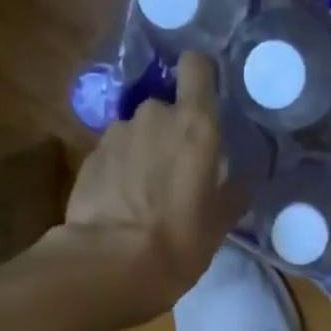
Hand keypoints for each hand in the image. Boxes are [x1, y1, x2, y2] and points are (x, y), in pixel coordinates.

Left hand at [58, 52, 225, 319]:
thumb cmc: (179, 242)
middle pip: (165, 108)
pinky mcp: (88, 157)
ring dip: (143, 154)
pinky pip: (113, 156)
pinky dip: (119, 172)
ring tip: (146, 196)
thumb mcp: (219, 225)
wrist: (110, 264)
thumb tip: (242, 183)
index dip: (200, 79)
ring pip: (136, 132)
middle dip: (170, 133)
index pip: (196, 67)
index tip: (205, 103)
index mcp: (195, 125)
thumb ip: (231, 194)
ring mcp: (115, 134)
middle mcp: (153, 116)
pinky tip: (122, 207)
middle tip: (178, 173)